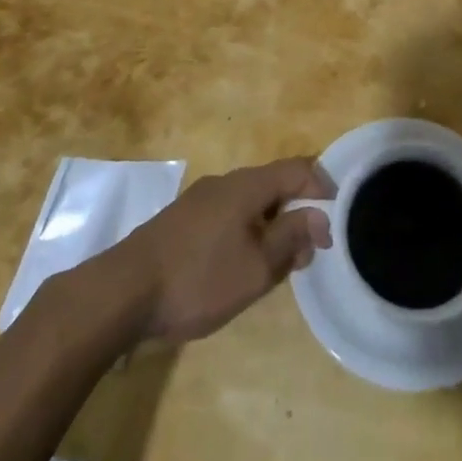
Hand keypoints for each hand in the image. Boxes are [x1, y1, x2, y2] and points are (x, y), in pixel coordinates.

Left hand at [109, 157, 334, 343]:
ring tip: (278, 266)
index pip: (297, 169)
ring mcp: (200, 199)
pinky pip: (228, 216)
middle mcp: (225, 182)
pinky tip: (240, 267)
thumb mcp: (256, 266)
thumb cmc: (198, 278)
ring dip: (271, 227)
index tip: (337, 219)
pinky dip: (246, 233)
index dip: (323, 187)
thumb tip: (320, 216)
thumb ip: (291, 237)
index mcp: (247, 185)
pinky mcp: (183, 220)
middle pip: (274, 185)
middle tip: (308, 253)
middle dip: (297, 213)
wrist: (124, 292)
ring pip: (250, 203)